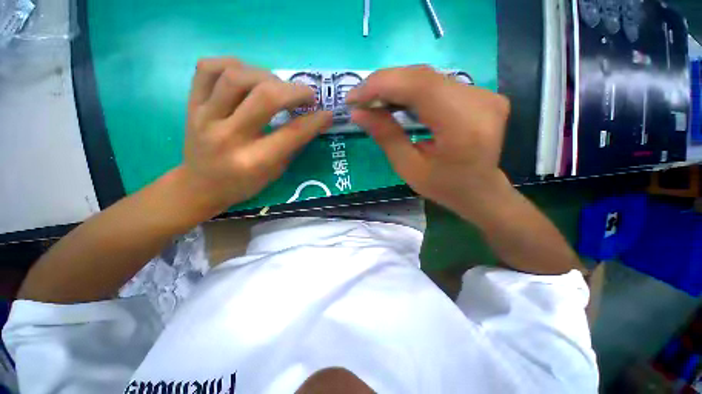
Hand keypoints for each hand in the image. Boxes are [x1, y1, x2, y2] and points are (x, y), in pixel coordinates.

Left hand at [180, 58, 332, 213]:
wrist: (200, 186)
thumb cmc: (243, 184)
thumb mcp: (275, 173)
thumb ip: (293, 146)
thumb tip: (314, 121)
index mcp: (254, 161)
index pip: (292, 133)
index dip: (315, 120)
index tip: (327, 113)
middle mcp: (229, 137)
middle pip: (265, 97)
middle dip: (295, 91)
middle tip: (307, 95)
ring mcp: (205, 117)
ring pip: (236, 76)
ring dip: (267, 75)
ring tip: (278, 86)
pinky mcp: (191, 105)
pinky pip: (208, 68)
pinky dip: (233, 64)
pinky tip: (247, 75)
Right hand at [347, 65, 510, 219]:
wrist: (480, 191)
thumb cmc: (443, 187)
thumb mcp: (408, 168)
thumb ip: (386, 137)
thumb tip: (358, 112)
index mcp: (462, 126)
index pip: (419, 86)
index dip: (381, 85)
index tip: (353, 97)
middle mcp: (479, 101)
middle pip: (423, 76)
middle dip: (384, 84)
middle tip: (359, 99)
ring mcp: (484, 94)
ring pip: (429, 77)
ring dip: (396, 85)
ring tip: (373, 101)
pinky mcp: (482, 94)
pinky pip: (438, 83)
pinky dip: (411, 89)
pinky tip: (396, 101)